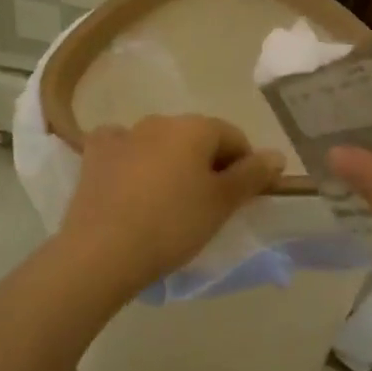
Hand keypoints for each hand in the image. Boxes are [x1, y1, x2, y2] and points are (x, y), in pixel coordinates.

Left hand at [58, 115, 285, 295]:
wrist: (103, 250)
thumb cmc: (173, 224)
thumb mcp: (222, 203)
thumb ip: (253, 175)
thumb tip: (276, 154)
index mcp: (195, 127)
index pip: (233, 138)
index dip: (245, 166)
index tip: (241, 198)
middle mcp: (159, 120)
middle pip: (196, 138)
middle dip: (207, 164)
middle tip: (207, 205)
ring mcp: (123, 135)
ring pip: (159, 143)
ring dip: (170, 163)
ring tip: (168, 202)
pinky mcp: (95, 155)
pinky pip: (123, 149)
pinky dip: (132, 161)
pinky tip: (131, 185)